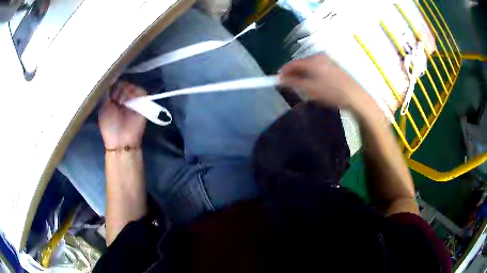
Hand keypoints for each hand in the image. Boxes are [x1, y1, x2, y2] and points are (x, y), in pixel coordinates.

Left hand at [99, 81, 146, 148]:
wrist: (121, 141)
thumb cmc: (109, 126)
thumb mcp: (103, 108)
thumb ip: (106, 93)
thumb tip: (110, 80)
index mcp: (113, 98)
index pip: (115, 83)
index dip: (112, 83)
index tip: (108, 87)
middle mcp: (124, 97)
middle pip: (123, 82)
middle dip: (117, 88)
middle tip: (114, 99)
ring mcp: (134, 100)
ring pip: (131, 85)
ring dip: (125, 91)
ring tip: (120, 102)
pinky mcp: (143, 103)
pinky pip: (141, 91)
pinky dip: (135, 92)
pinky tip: (128, 100)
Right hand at [279, 55, 375, 113]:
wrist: (355, 96)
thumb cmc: (332, 92)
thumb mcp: (310, 89)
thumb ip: (293, 83)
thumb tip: (280, 79)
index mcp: (312, 61)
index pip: (293, 63)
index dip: (284, 71)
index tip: (278, 79)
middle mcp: (320, 56)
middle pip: (302, 63)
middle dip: (294, 73)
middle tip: (290, 84)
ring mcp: (329, 60)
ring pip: (311, 65)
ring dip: (304, 73)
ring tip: (304, 85)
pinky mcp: (335, 65)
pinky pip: (319, 67)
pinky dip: (314, 73)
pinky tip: (316, 83)